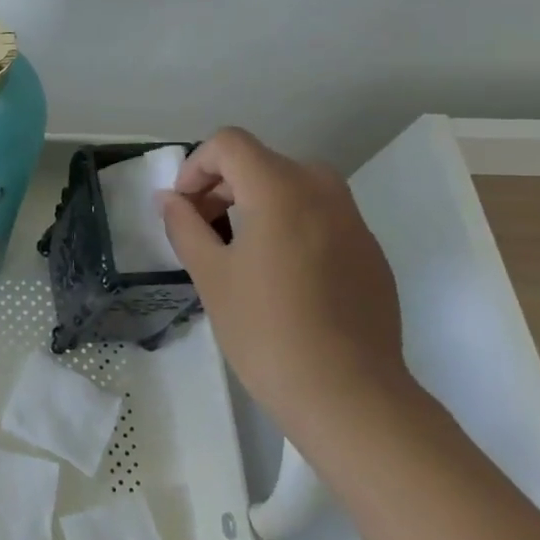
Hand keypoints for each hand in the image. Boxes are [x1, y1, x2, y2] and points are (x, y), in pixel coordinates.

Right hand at [159, 127, 406, 415]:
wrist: (349, 394)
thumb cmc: (266, 330)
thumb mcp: (211, 275)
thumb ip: (185, 226)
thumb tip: (169, 199)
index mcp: (280, 190)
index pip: (229, 144)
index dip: (196, 167)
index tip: (184, 208)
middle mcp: (323, 192)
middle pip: (261, 162)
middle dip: (222, 185)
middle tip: (201, 230)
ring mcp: (353, 221)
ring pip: (293, 186)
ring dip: (254, 202)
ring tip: (235, 250)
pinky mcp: (369, 252)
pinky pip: (320, 216)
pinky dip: (288, 223)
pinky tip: (278, 276)